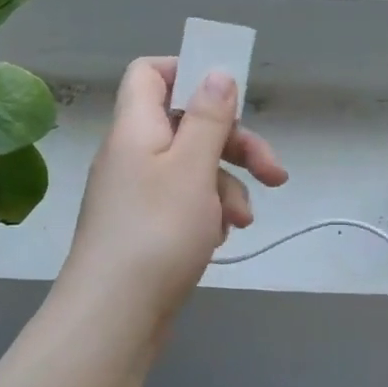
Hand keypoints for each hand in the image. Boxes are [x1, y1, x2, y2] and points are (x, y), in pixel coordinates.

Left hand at [60, 56, 286, 325]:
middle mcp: (132, 153)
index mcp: (136, 127)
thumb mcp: (192, 167)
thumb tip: (216, 70)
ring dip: (227, 187)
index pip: (151, 73)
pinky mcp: (146, 227)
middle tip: (273, 172)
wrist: (114, 316)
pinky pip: (184, 203)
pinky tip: (221, 238)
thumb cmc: (157, 232)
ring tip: (242, 221)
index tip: (228, 94)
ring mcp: (137, 193)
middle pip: (187, 124)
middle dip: (235, 144)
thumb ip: (208, 117)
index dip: (188, 72)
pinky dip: (208, 213)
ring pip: (193, 168)